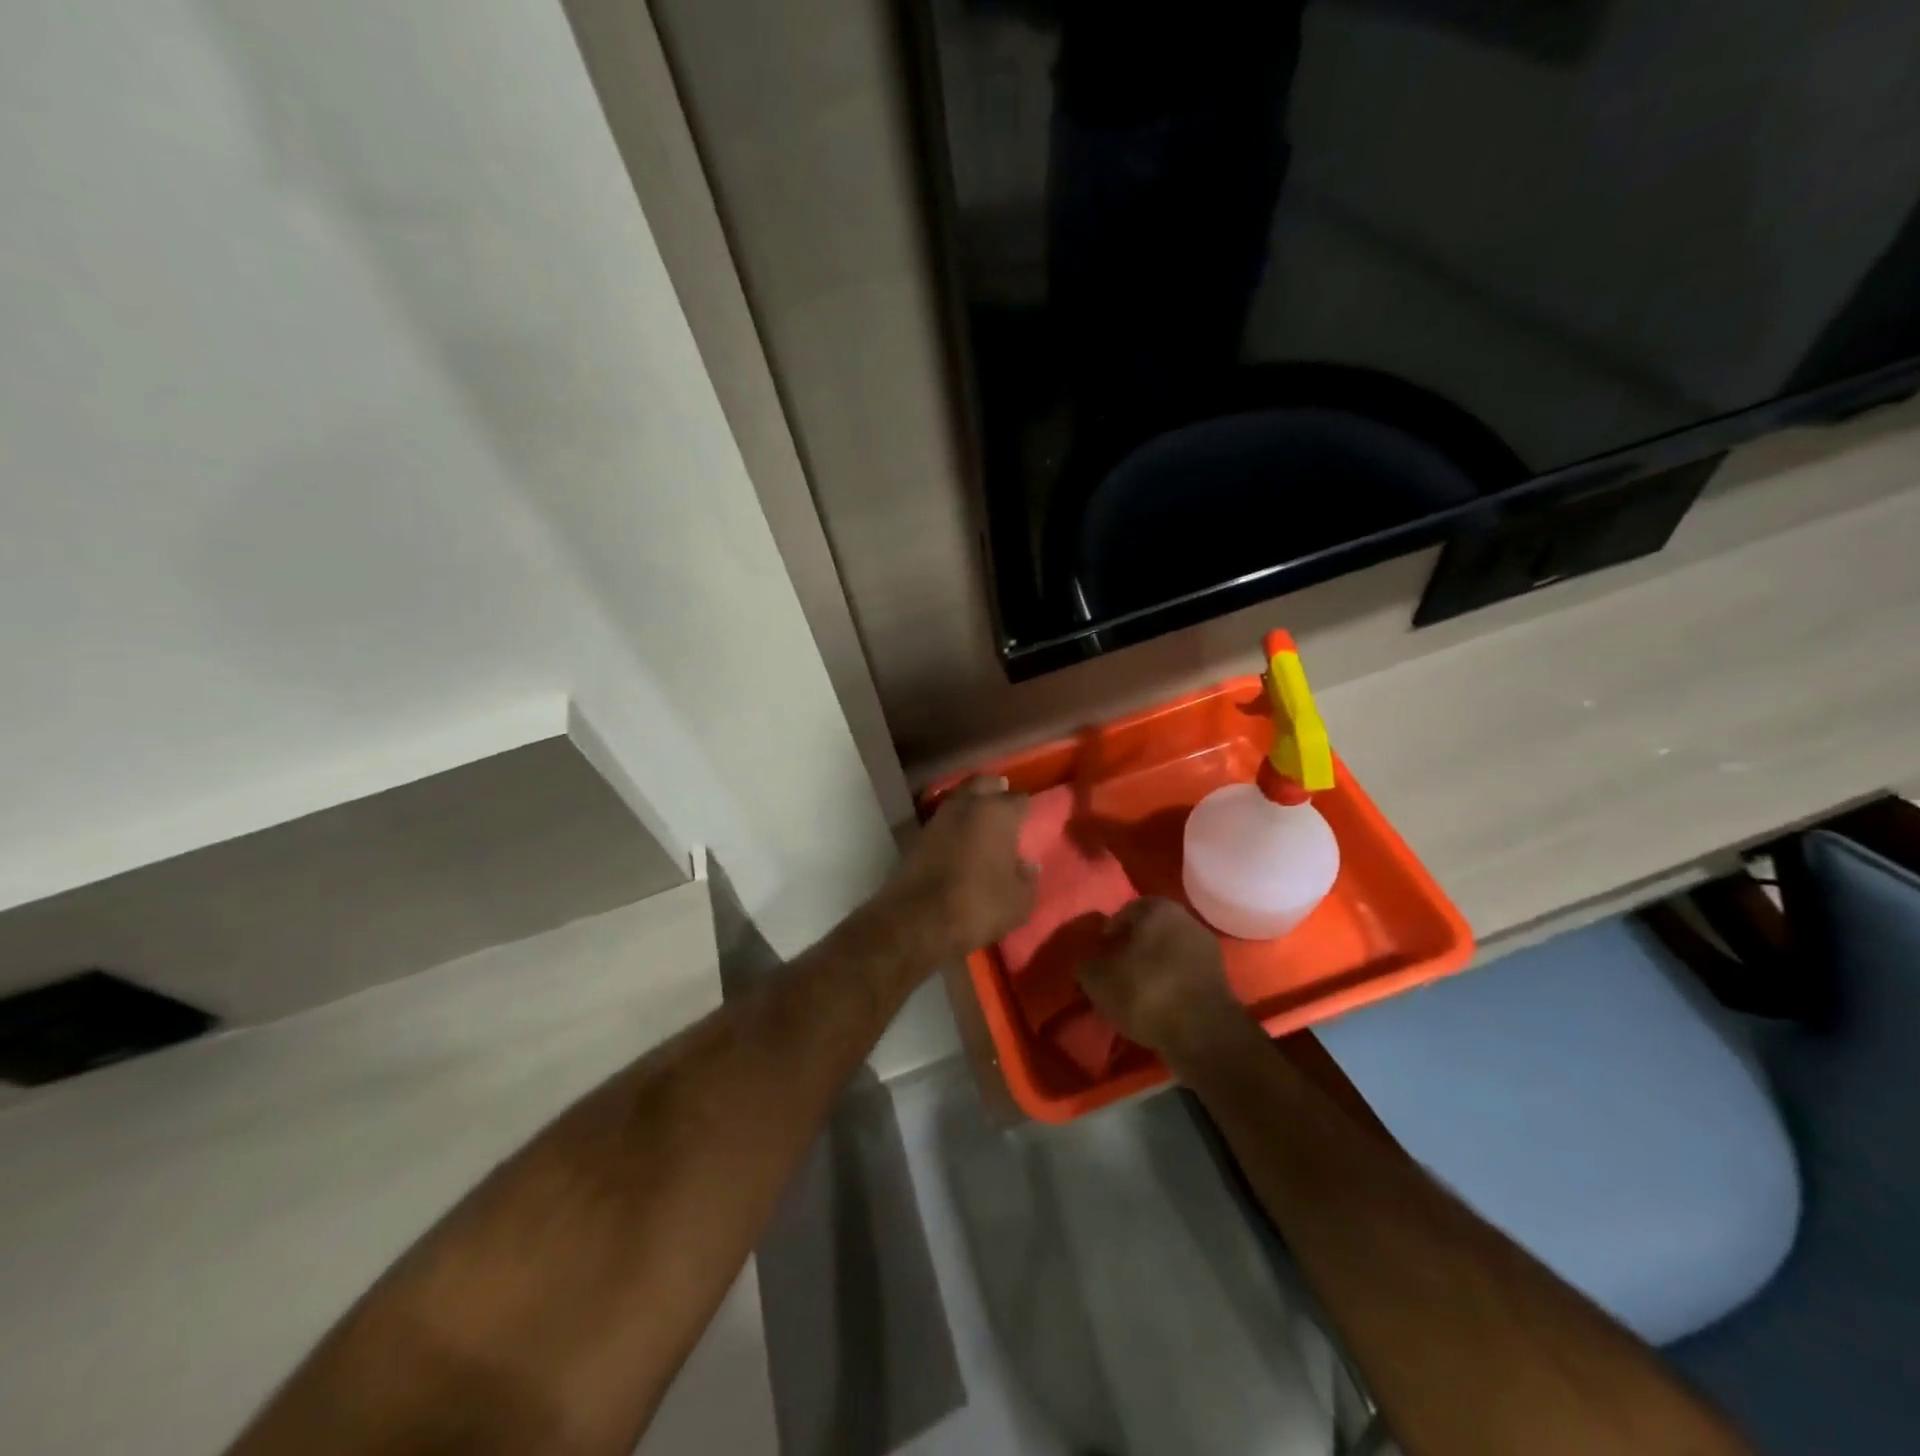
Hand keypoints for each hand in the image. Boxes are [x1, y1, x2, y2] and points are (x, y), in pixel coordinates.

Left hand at [886, 777, 1036, 958]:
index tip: (1028, 819)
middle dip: (994, 790)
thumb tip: (1028, 865)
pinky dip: (953, 824)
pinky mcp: (917, 835)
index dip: (1025, 809)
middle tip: (1003, 801)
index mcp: (998, 813)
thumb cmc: (979, 905)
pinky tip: (959, 838)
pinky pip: (943, 820)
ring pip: (959, 798)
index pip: (1019, 799)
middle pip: (984, 784)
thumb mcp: (1019, 901)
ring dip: (970, 805)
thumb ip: (1028, 878)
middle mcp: (968, 805)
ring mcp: (939, 817)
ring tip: (981, 821)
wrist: (918, 919)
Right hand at [1079, 899, 1244, 1058]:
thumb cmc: (1145, 991)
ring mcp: (1207, 948)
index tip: (1101, 957)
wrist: (1202, 1032)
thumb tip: (1087, 960)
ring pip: (1170, 952)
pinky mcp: (1220, 977)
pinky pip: (1185, 973)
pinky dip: (1171, 984)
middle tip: (1116, 973)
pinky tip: (1160, 1004)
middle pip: (1150, 931)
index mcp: (1157, 908)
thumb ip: (1086, 963)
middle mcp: (1186, 919)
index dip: (1109, 934)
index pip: (1125, 912)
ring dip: (1154, 967)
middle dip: (1133, 949)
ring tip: (1136, 993)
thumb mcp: (1098, 979)